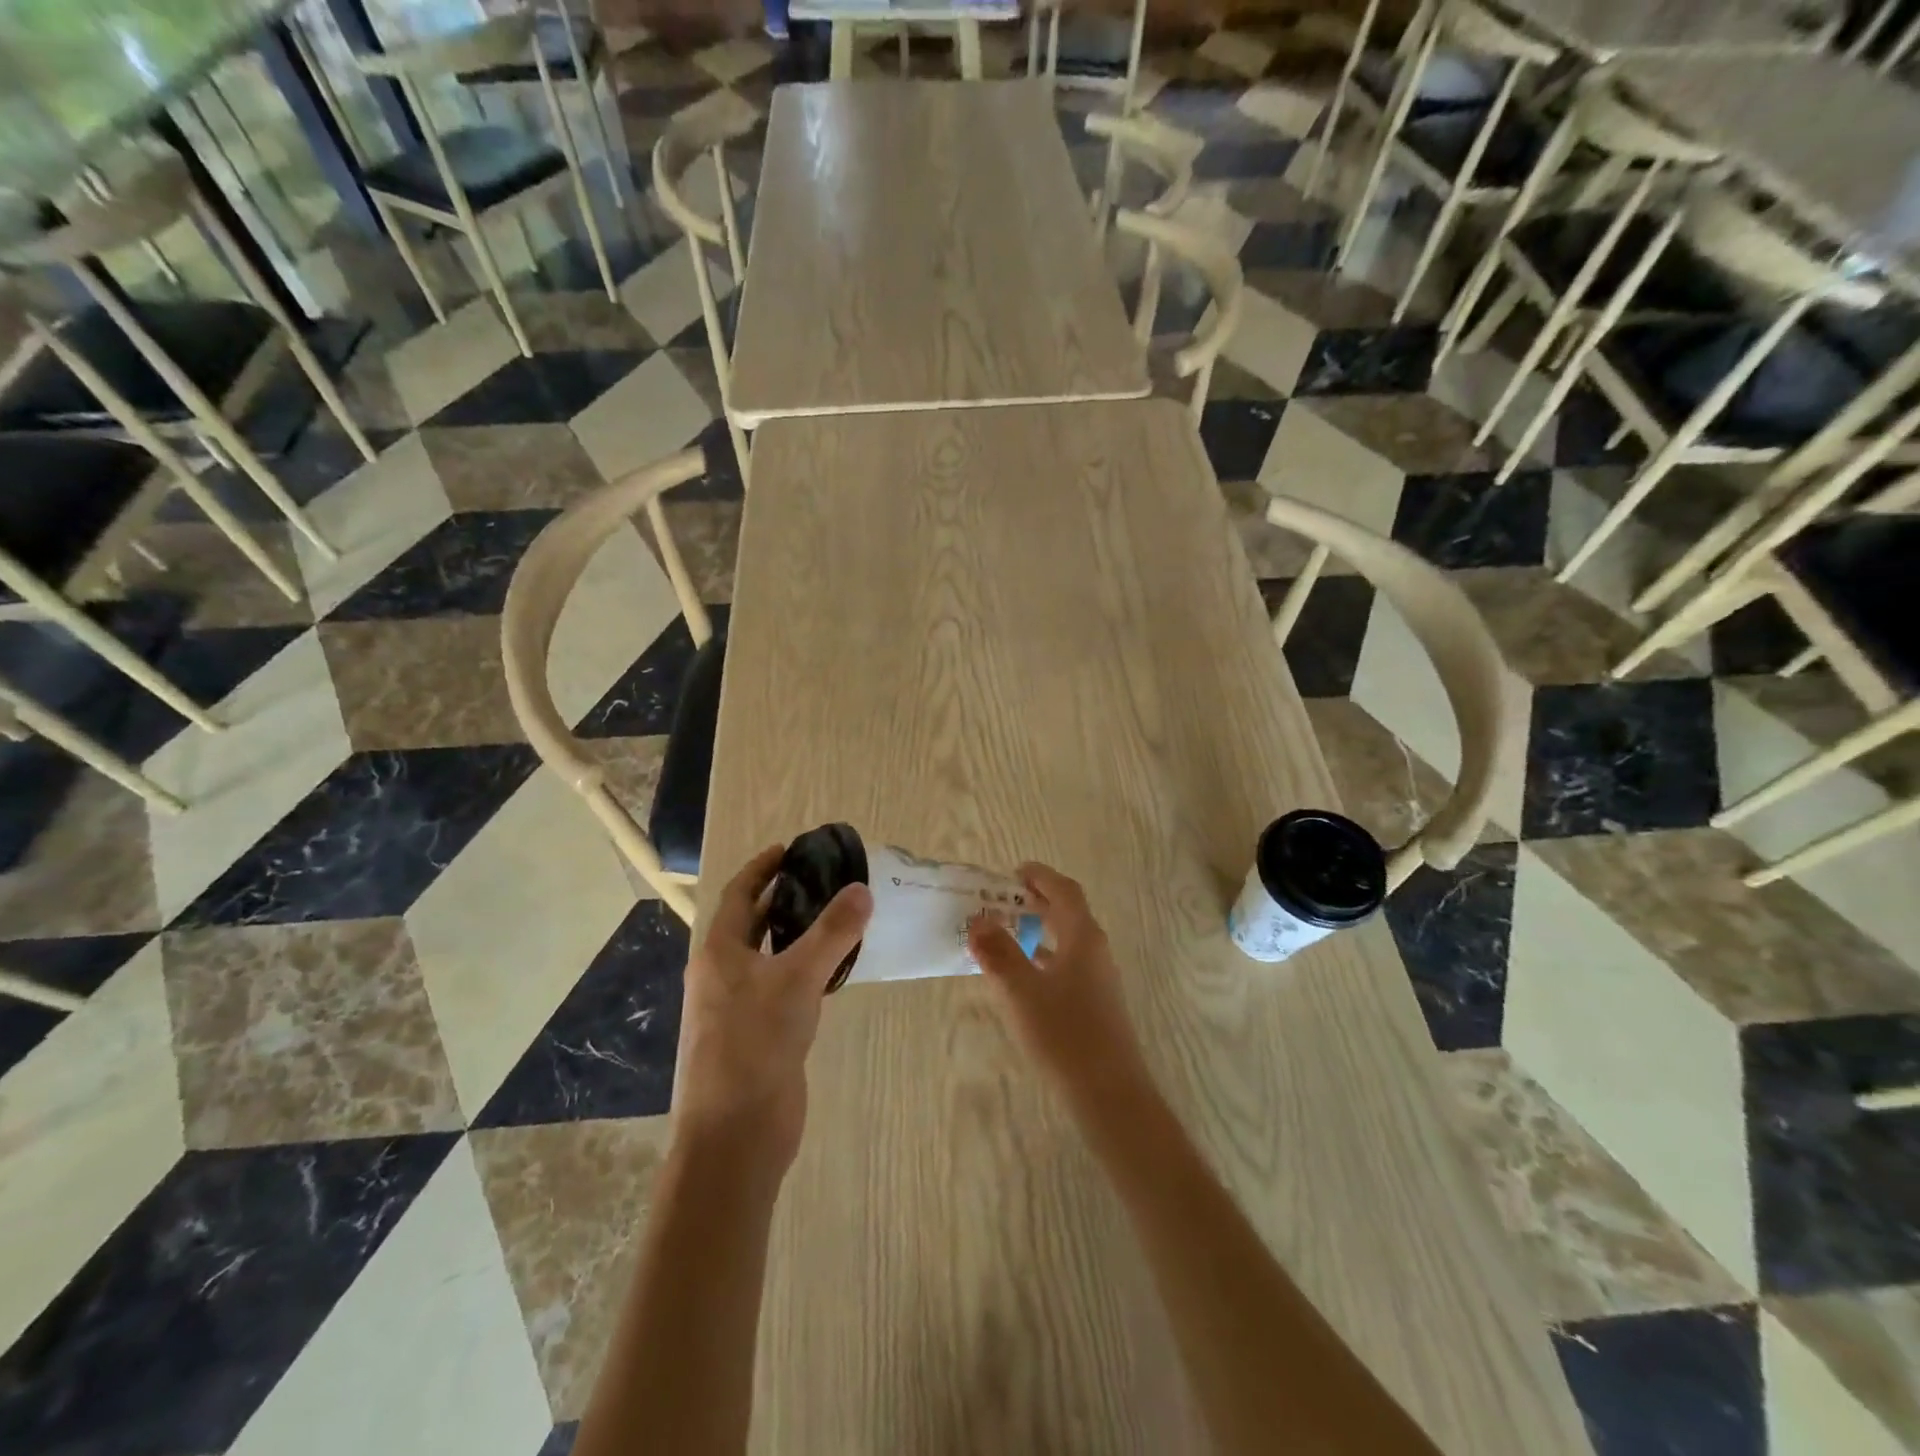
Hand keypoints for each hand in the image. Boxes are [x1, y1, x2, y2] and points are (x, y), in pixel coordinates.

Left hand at [673, 845, 872, 1181]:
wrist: (737, 1134)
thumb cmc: (756, 1044)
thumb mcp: (797, 978)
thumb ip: (832, 932)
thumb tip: (862, 889)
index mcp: (718, 952)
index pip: (737, 894)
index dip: (762, 868)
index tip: (791, 848)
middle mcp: (723, 974)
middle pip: (752, 923)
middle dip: (783, 898)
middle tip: (825, 879)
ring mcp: (738, 1007)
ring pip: (770, 956)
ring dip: (797, 934)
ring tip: (837, 916)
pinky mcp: (759, 1034)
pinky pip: (782, 987)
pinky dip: (804, 969)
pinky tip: (834, 970)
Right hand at [967, 863, 1148, 1108]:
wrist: (1109, 1093)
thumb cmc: (1064, 1034)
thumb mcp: (1021, 992)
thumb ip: (998, 953)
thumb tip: (978, 921)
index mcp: (1083, 937)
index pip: (1065, 892)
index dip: (1041, 877)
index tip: (1014, 872)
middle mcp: (1096, 951)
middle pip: (1068, 914)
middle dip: (1037, 903)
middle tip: (1002, 901)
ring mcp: (1099, 979)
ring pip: (1067, 941)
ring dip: (1039, 931)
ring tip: (1005, 934)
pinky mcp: (1096, 1004)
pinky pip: (1067, 966)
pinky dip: (1044, 959)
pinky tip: (1023, 978)